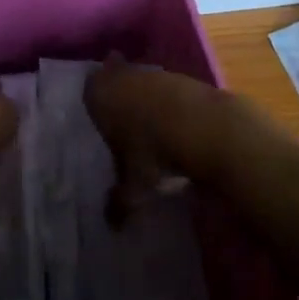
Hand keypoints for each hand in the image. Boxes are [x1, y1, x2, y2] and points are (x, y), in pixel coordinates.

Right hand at [84, 57, 220, 223]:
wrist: (209, 129)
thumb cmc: (156, 153)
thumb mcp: (134, 186)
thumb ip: (119, 202)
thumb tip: (112, 224)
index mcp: (103, 95)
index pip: (89, 89)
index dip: (93, 101)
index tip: (99, 118)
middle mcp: (126, 77)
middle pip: (116, 77)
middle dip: (119, 95)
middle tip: (123, 119)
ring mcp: (158, 74)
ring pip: (144, 81)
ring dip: (146, 98)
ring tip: (152, 126)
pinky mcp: (186, 78)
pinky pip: (170, 89)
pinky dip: (172, 103)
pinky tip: (179, 124)